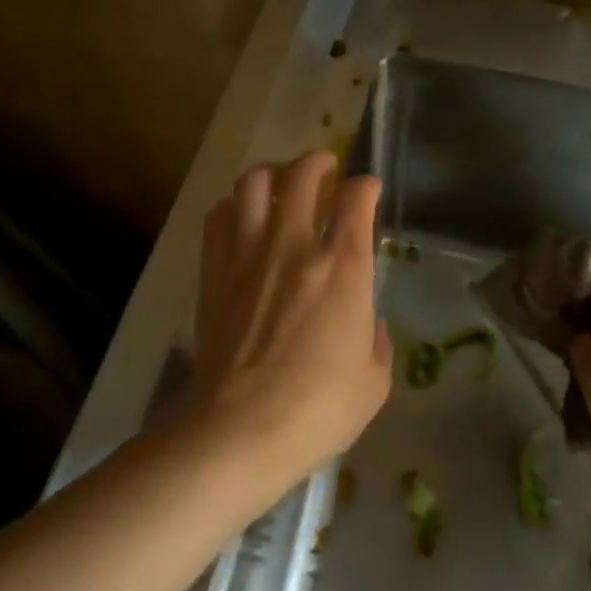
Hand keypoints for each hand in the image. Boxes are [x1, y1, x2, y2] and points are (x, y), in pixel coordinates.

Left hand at [192, 150, 391, 487]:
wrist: (242, 429)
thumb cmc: (318, 409)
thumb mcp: (374, 381)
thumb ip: (377, 341)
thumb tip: (367, 322)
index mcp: (344, 266)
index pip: (357, 197)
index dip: (366, 185)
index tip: (367, 190)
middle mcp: (295, 245)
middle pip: (303, 173)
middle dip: (319, 161)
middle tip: (325, 169)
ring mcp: (249, 254)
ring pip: (255, 183)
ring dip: (273, 174)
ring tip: (281, 185)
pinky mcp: (214, 271)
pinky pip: (219, 216)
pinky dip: (234, 205)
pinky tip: (242, 218)